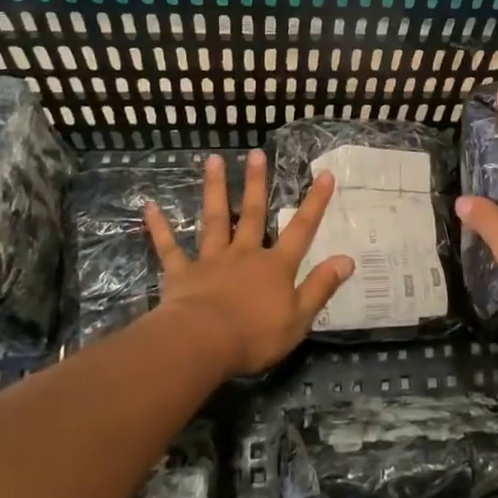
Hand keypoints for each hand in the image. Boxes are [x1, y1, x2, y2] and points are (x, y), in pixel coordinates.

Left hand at [143, 150, 352, 374]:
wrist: (203, 343)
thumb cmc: (255, 335)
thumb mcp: (300, 317)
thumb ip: (321, 286)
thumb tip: (347, 258)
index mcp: (275, 267)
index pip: (301, 229)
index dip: (315, 203)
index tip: (324, 174)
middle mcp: (245, 254)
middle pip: (253, 214)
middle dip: (257, 183)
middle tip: (256, 153)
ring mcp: (211, 261)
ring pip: (215, 219)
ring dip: (215, 190)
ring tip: (213, 161)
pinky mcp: (182, 274)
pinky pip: (169, 248)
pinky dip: (160, 227)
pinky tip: (149, 207)